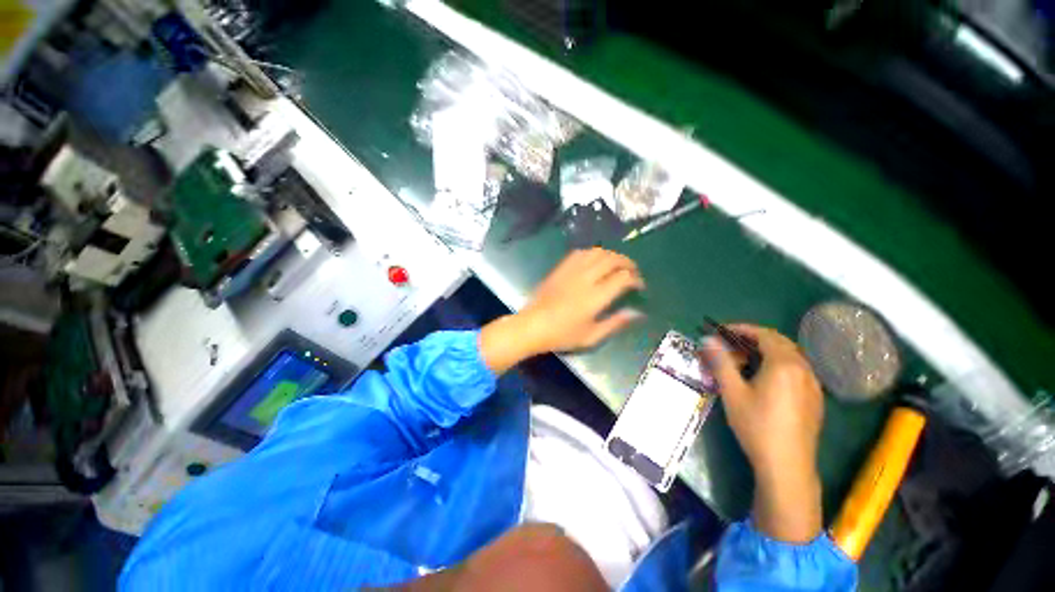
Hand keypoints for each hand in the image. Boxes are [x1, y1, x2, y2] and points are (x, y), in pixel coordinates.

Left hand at [480, 248, 643, 373]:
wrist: (532, 325)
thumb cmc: (562, 335)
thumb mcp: (591, 336)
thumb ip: (615, 323)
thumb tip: (637, 312)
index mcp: (595, 297)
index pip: (623, 278)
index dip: (636, 279)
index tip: (639, 286)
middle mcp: (585, 279)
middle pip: (612, 259)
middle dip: (627, 263)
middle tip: (632, 272)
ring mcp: (571, 271)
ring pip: (597, 252)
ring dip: (611, 256)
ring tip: (616, 265)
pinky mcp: (560, 268)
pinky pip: (580, 253)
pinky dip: (593, 254)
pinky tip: (595, 263)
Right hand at [701, 324, 823, 542]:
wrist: (787, 465)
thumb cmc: (756, 425)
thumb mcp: (732, 391)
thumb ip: (720, 361)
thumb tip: (708, 339)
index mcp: (784, 364)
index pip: (765, 334)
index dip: (742, 329)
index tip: (721, 331)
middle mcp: (803, 369)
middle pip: (779, 343)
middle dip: (753, 339)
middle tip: (730, 346)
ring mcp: (813, 385)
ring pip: (790, 357)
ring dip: (766, 352)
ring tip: (744, 361)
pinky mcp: (815, 399)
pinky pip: (797, 371)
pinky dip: (778, 365)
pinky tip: (764, 380)